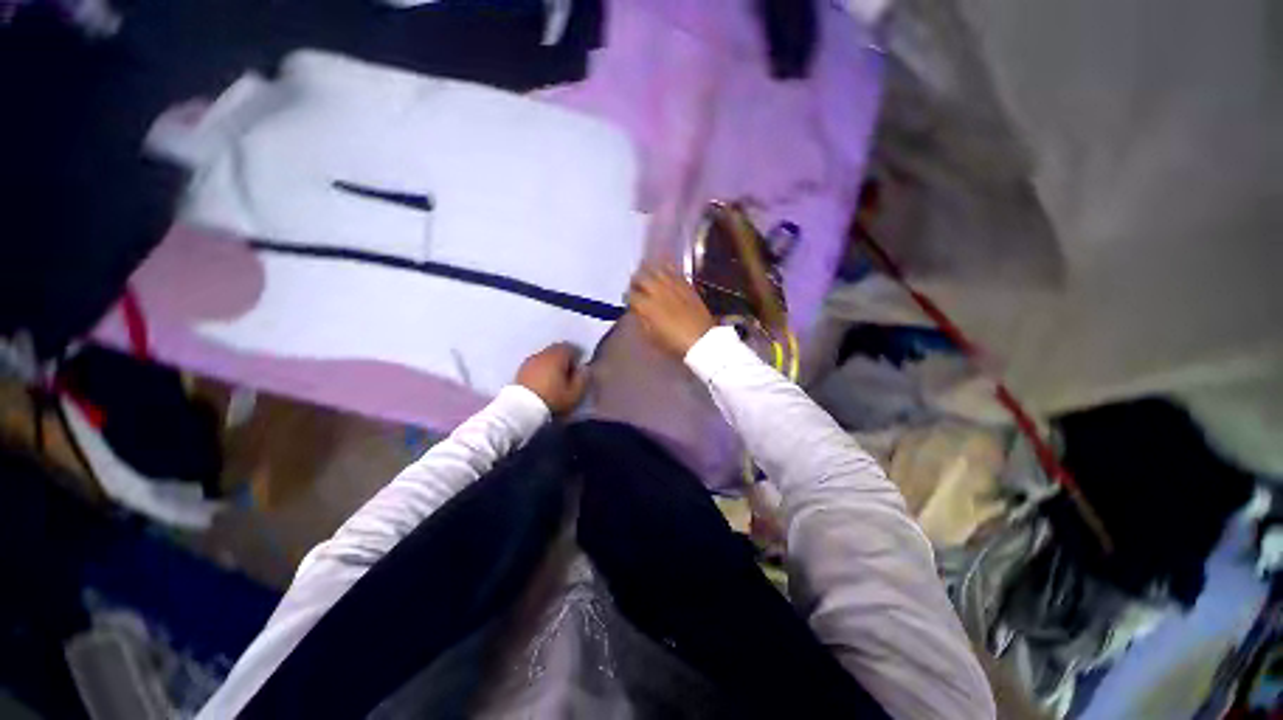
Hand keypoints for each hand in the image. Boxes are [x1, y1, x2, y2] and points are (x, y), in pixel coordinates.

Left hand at [516, 343, 588, 414]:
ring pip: (545, 356)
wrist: (521, 409)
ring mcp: (530, 361)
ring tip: (555, 378)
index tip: (579, 367)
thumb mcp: (575, 393)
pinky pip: (535, 365)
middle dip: (564, 358)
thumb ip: (583, 378)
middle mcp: (543, 353)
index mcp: (557, 355)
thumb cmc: (552, 399)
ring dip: (551, 363)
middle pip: (556, 350)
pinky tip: (542, 381)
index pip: (570, 347)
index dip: (577, 356)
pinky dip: (541, 369)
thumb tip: (584, 368)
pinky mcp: (520, 370)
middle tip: (568, 372)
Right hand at [627, 265, 715, 356]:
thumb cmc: (674, 343)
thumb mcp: (652, 337)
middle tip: (635, 286)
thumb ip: (642, 320)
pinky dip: (666, 270)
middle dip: (635, 281)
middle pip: (641, 277)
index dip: (628, 297)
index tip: (629, 301)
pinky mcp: (686, 284)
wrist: (702, 339)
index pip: (630, 295)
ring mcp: (673, 285)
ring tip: (648, 276)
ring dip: (649, 272)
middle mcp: (657, 291)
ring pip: (656, 269)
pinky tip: (665, 274)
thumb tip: (638, 311)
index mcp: (646, 306)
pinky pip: (673, 271)